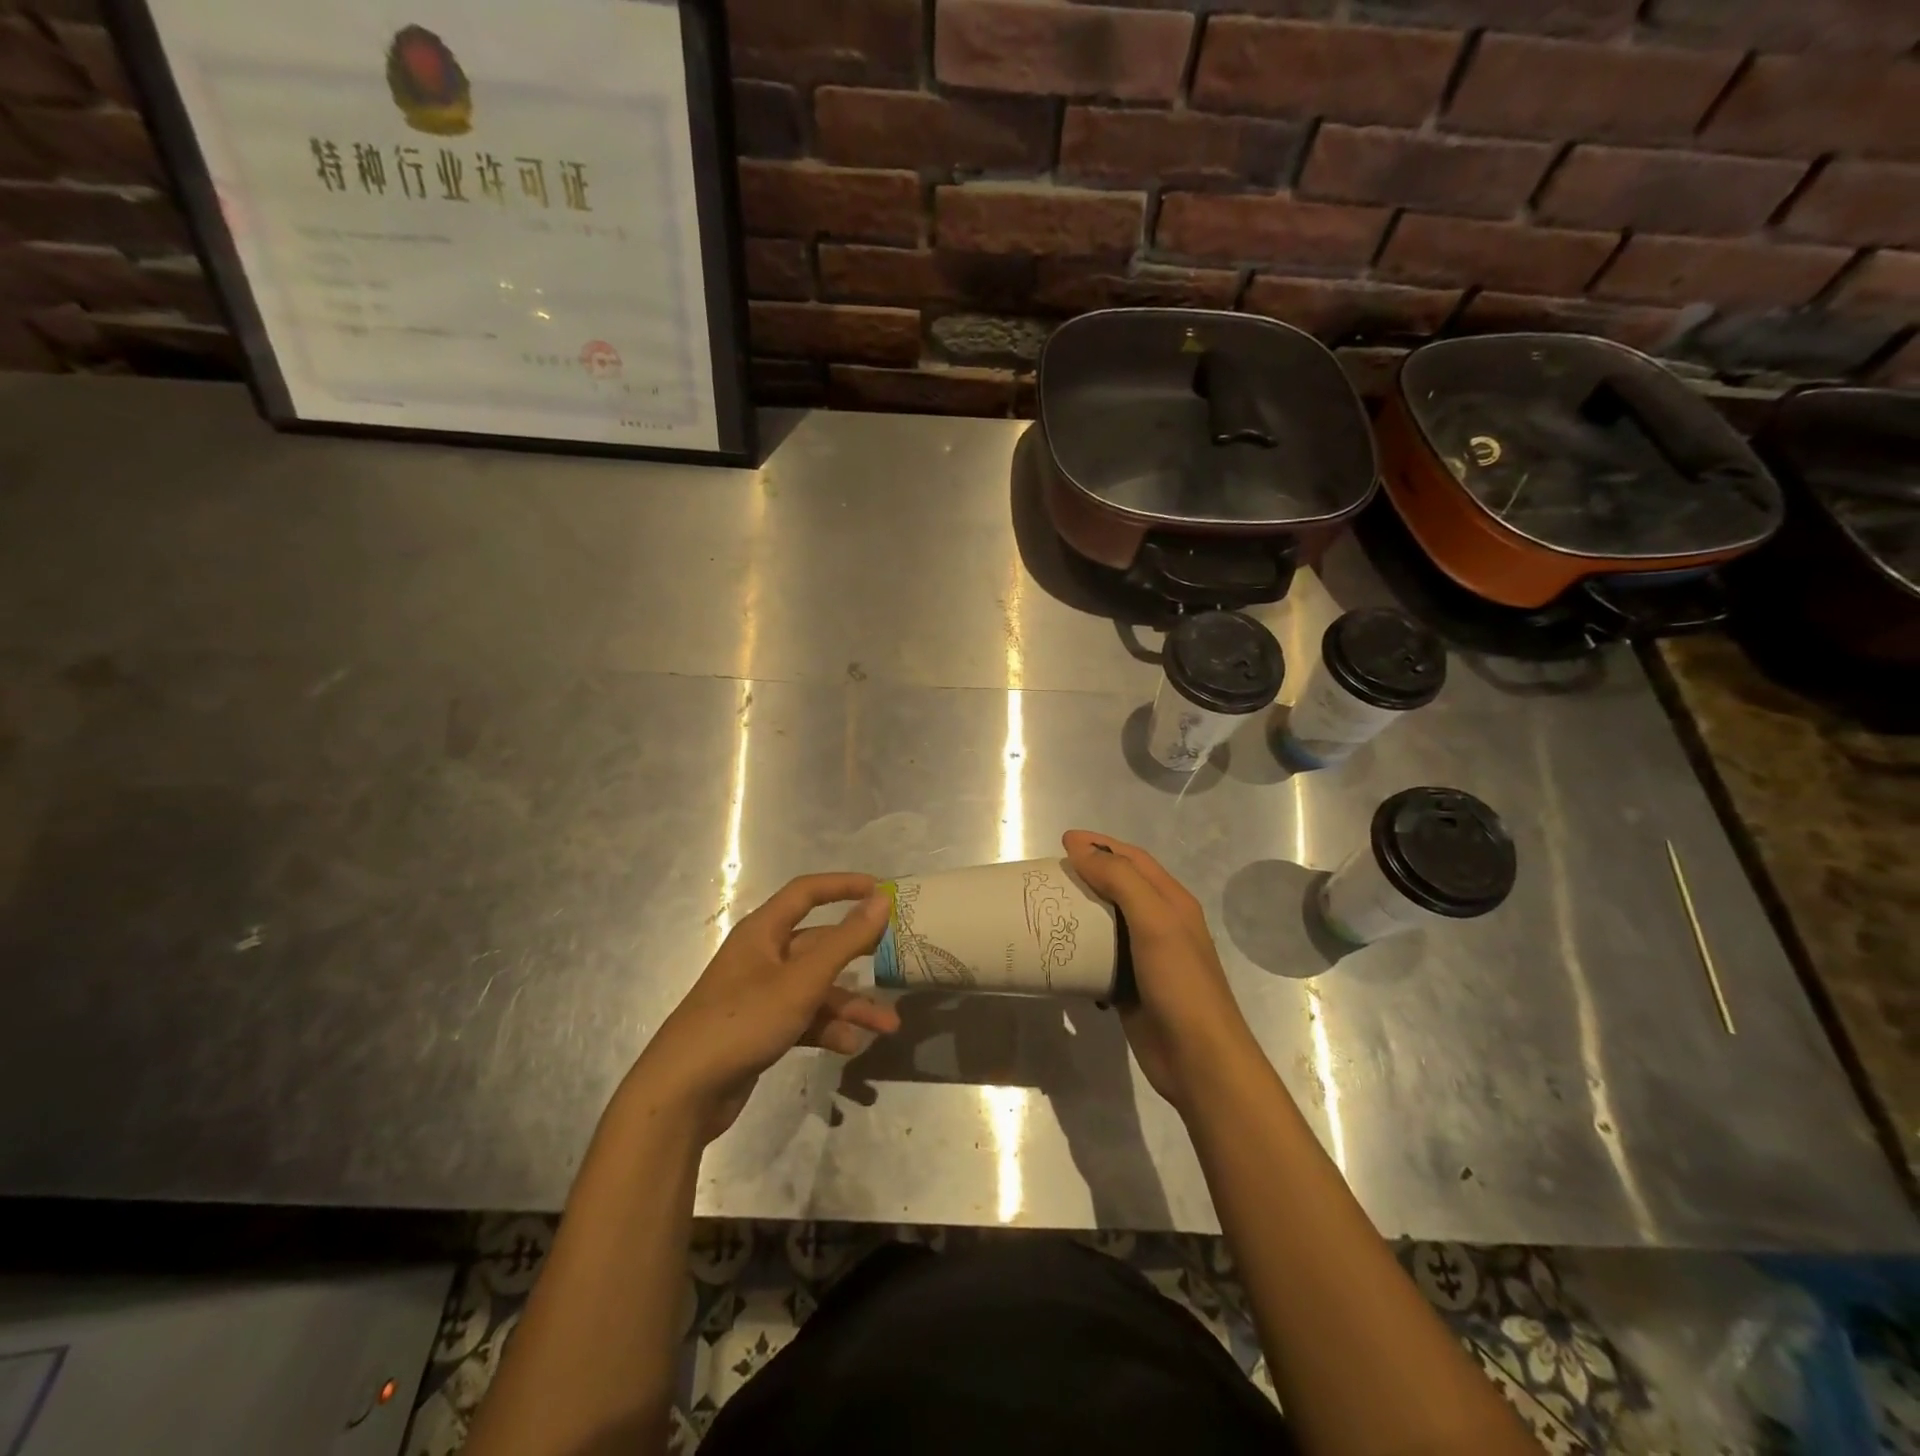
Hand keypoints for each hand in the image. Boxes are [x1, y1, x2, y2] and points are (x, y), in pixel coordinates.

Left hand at [629, 874, 899, 1142]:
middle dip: (858, 958)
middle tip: (894, 960)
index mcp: (764, 932)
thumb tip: (881, 899)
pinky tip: (850, 1046)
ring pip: (816, 988)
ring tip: (887, 1026)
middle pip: (818, 945)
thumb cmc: (743, 1020)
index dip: (843, 885)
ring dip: (850, 1005)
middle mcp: (763, 956)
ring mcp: (761, 994)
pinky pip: (804, 1018)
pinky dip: (828, 1029)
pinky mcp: (761, 1028)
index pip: (807, 892)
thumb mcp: (802, 981)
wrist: (683, 1092)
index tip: (881, 890)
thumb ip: (846, 941)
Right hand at [1063, 831, 1259, 1115]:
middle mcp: (1160, 924)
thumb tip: (1080, 848)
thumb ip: (1120, 880)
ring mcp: (1146, 957)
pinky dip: (1080, 950)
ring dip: (1079, 912)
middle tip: (1048, 875)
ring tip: (1045, 908)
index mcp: (1172, 902)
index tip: (1063, 841)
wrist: (1198, 1059)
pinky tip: (1058, 953)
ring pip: (1106, 923)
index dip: (1100, 844)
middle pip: (1119, 887)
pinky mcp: (1130, 987)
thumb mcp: (1154, 921)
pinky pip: (1100, 958)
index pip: (1134, 859)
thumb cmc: (1180, 983)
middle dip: (1086, 875)